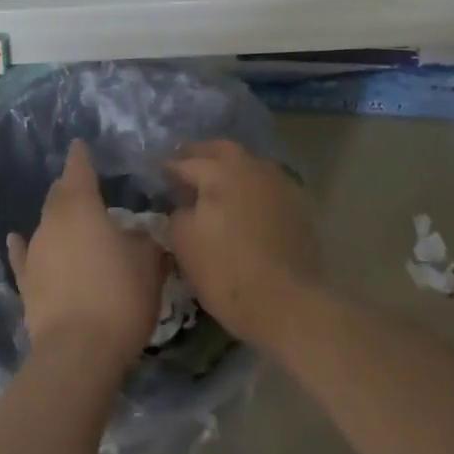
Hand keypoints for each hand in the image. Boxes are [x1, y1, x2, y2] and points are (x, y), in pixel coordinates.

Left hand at [7, 140, 166, 369]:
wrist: (78, 352)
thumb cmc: (119, 295)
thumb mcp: (148, 263)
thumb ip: (145, 241)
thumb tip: (140, 235)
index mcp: (81, 206)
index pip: (78, 170)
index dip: (81, 156)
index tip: (80, 145)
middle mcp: (52, 221)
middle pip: (59, 195)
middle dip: (71, 187)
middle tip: (86, 188)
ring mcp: (35, 252)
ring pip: (45, 224)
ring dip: (58, 220)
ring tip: (73, 221)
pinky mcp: (25, 283)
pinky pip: (25, 256)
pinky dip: (24, 247)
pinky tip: (17, 239)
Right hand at [167, 139, 320, 350]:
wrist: (288, 303)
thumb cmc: (227, 271)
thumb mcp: (183, 242)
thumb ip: (177, 213)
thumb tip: (183, 205)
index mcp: (221, 171)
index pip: (186, 162)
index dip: (168, 168)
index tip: (157, 174)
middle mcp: (252, 167)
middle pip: (222, 150)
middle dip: (201, 154)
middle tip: (185, 165)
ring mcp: (279, 184)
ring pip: (248, 164)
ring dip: (228, 168)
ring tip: (213, 186)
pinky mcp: (296, 206)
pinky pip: (264, 185)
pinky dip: (249, 188)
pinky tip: (240, 204)